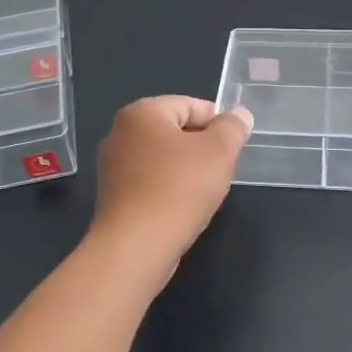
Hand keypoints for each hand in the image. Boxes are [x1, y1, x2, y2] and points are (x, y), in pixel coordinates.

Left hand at [90, 96, 253, 284]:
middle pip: (174, 130)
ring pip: (162, 157)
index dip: (218, 122)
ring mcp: (112, 165)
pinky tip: (183, 206)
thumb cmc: (179, 189)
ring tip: (205, 190)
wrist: (136, 246)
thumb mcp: (219, 152)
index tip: (234, 145)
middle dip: (201, 146)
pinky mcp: (113, 194)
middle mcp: (120, 132)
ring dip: (186, 169)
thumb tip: (239, 115)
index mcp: (142, 112)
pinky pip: (149, 180)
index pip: (190, 105)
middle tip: (223, 169)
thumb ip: (232, 128)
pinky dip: (168, 187)